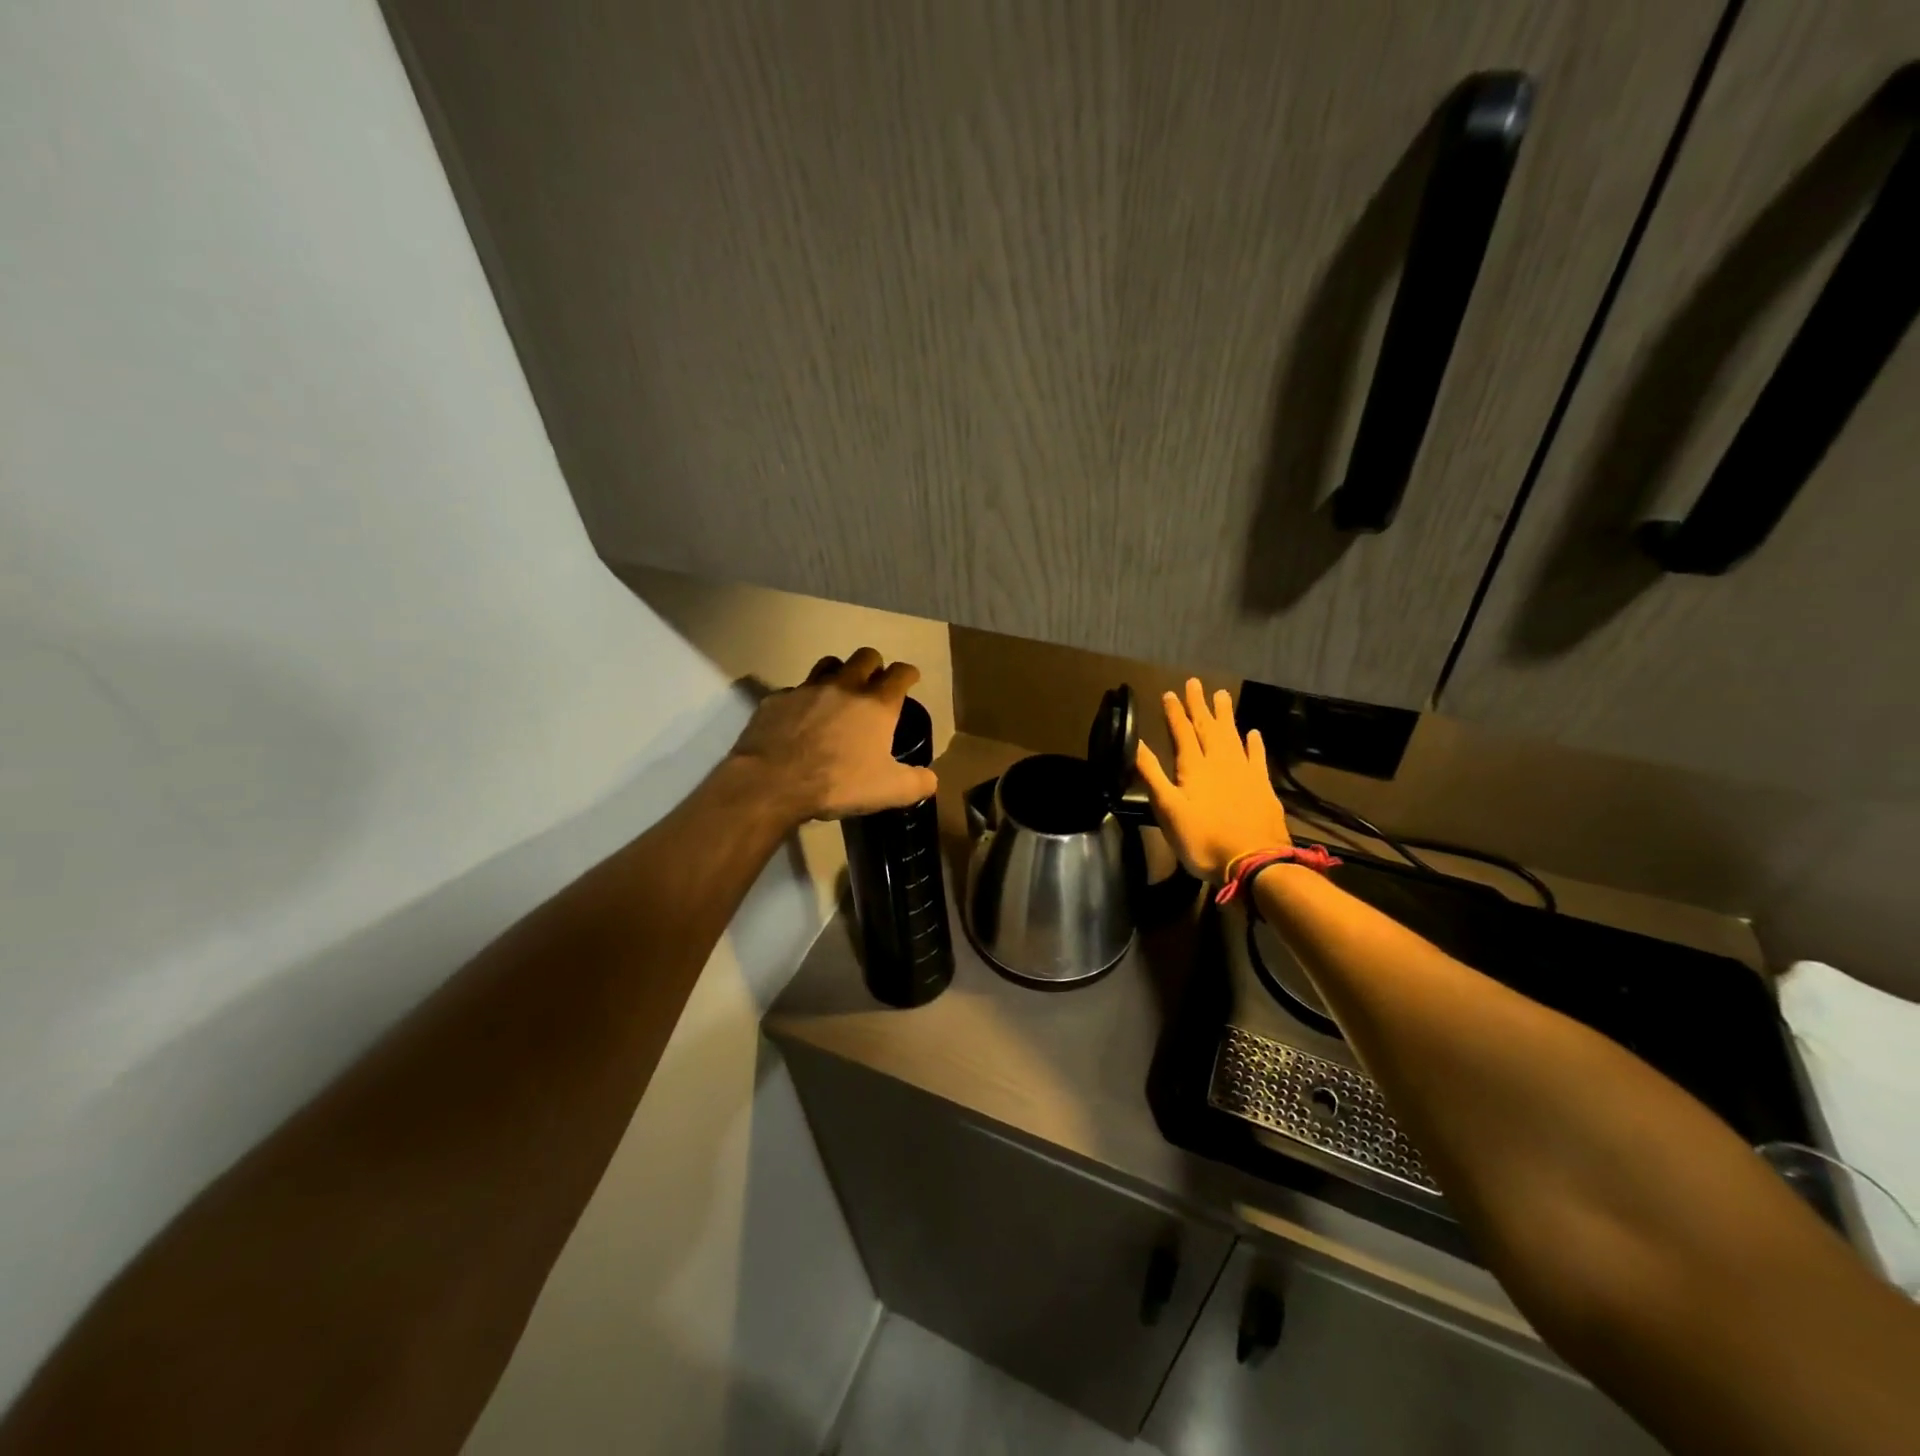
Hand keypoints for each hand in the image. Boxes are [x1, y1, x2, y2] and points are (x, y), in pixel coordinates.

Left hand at [731, 648, 938, 822]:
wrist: (772, 782)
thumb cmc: (838, 783)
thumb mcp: (889, 791)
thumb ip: (917, 783)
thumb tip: (930, 779)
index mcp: (876, 704)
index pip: (900, 673)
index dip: (908, 674)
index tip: (910, 678)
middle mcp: (844, 686)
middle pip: (865, 656)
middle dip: (874, 665)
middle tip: (874, 683)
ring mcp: (807, 689)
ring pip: (828, 664)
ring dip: (839, 672)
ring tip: (838, 691)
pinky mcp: (777, 699)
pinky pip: (795, 690)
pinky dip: (803, 699)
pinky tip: (801, 718)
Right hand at [1135, 679, 1290, 880]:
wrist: (1253, 861)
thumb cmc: (1202, 839)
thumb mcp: (1168, 809)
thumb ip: (1152, 774)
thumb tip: (1135, 742)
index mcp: (1194, 767)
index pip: (1182, 732)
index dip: (1175, 712)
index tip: (1170, 693)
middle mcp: (1220, 762)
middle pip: (1208, 727)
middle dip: (1199, 705)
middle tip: (1195, 683)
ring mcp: (1244, 772)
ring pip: (1232, 736)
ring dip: (1225, 716)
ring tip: (1221, 695)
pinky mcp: (1262, 787)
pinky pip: (1257, 757)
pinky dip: (1254, 743)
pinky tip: (1253, 733)